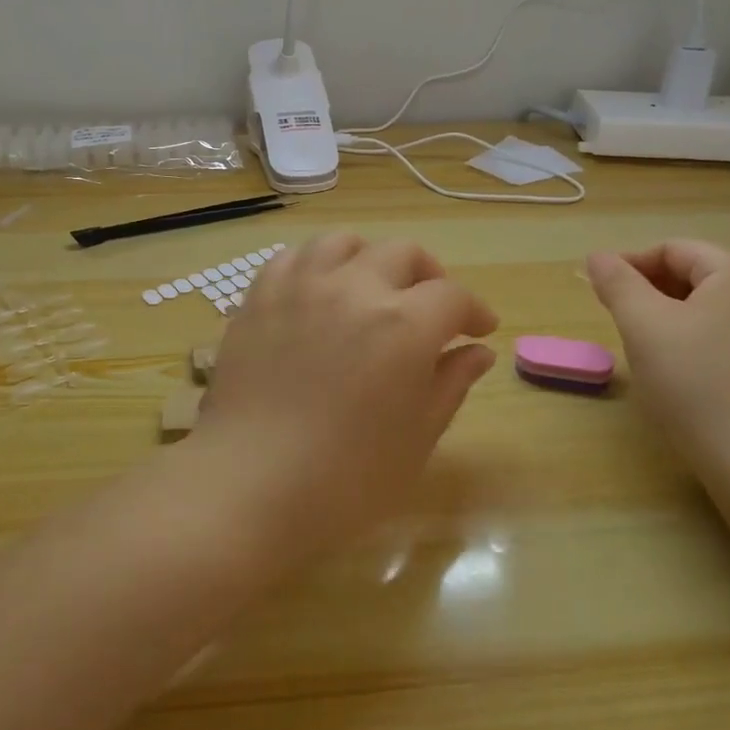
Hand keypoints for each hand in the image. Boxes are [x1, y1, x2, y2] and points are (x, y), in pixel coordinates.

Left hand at [188, 233, 497, 562]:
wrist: (250, 486)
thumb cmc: (347, 478)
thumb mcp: (417, 437)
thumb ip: (451, 383)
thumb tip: (478, 351)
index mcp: (403, 324)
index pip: (452, 296)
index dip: (473, 310)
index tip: (478, 330)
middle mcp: (354, 288)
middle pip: (403, 253)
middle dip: (428, 276)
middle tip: (431, 308)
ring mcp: (301, 286)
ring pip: (344, 243)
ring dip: (369, 259)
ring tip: (371, 288)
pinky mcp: (260, 297)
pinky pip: (293, 258)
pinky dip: (315, 266)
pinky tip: (318, 293)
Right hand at [586, 240, 729, 465]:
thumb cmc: (696, 383)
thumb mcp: (644, 325)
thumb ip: (617, 283)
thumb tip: (598, 257)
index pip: (672, 250)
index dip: (629, 265)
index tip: (598, 293)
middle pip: (694, 274)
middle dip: (650, 291)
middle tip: (617, 320)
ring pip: (709, 306)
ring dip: (669, 316)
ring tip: (643, 346)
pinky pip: (727, 333)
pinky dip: (694, 338)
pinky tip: (678, 369)